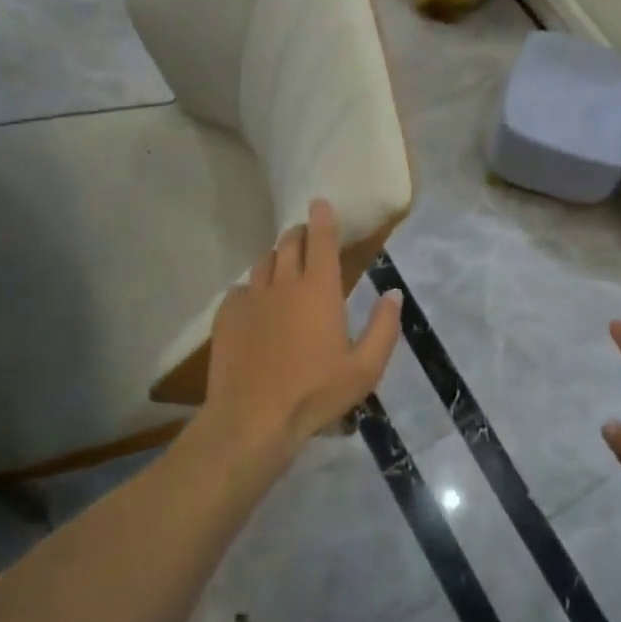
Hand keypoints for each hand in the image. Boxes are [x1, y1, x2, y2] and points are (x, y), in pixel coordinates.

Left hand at [200, 199, 402, 460]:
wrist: (252, 419)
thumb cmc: (315, 393)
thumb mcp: (365, 368)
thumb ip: (384, 327)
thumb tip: (393, 295)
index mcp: (319, 289)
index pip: (321, 240)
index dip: (323, 218)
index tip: (320, 202)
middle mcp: (284, 284)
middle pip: (289, 243)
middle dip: (299, 233)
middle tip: (307, 236)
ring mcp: (251, 298)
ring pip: (263, 262)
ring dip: (276, 256)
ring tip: (283, 264)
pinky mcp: (227, 317)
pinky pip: (240, 289)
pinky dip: (252, 287)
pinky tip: (256, 302)